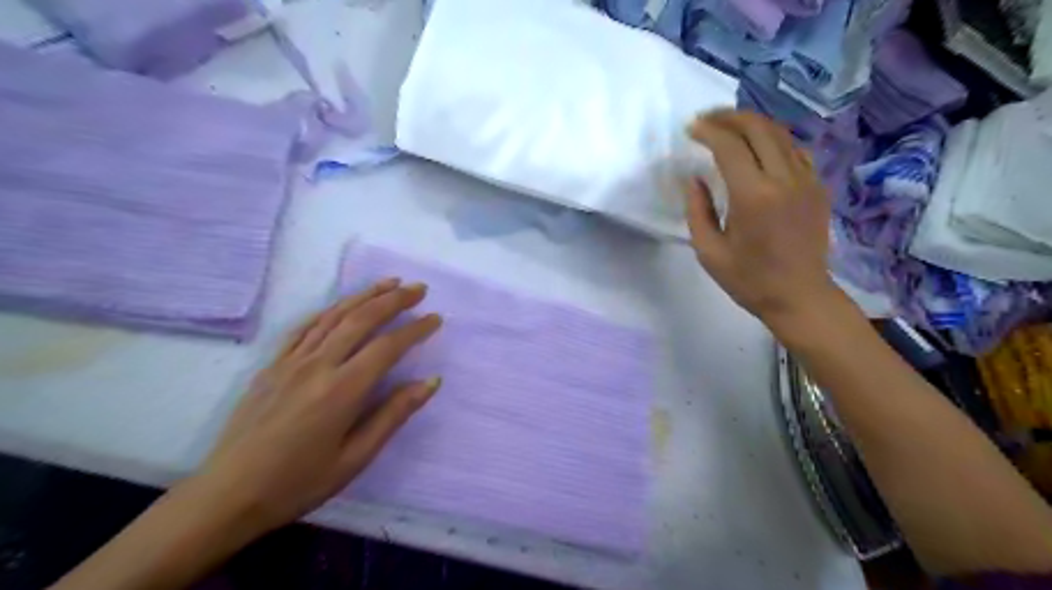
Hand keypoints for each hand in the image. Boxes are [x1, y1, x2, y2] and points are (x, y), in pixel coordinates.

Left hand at [191, 278, 439, 535]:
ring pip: (334, 315)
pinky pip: (304, 327)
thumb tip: (431, 382)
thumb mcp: (356, 458)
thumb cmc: (299, 483)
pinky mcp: (272, 365)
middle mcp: (318, 365)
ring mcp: (291, 361)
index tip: (435, 319)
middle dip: (394, 299)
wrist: (227, 495)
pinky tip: (342, 304)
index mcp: (342, 390)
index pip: (388, 347)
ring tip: (389, 282)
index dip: (415, 329)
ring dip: (365, 295)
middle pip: (362, 319)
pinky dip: (328, 309)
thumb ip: (394, 414)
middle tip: (418, 288)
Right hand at [683, 108, 843, 333]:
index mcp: (753, 197)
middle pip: (758, 128)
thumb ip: (697, 210)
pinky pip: (795, 149)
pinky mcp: (817, 186)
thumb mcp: (708, 251)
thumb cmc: (748, 280)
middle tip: (707, 120)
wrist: (799, 296)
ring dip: (752, 123)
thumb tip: (694, 178)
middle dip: (729, 117)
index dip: (708, 131)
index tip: (691, 129)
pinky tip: (758, 147)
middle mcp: (783, 179)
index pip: (730, 146)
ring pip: (780, 133)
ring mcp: (806, 180)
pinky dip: (773, 139)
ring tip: (728, 126)